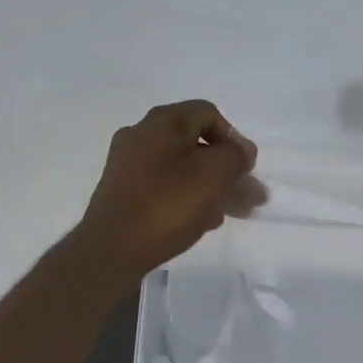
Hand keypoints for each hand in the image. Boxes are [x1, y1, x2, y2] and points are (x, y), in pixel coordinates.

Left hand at [73, 100, 259, 288]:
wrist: (112, 248)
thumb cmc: (167, 205)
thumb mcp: (214, 175)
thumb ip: (235, 156)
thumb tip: (241, 151)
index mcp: (162, 122)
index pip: (208, 114)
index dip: (234, 138)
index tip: (247, 168)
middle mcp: (141, 136)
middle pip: (196, 144)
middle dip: (228, 169)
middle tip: (250, 196)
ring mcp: (129, 166)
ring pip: (182, 169)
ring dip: (213, 187)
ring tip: (235, 213)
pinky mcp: (124, 194)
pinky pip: (165, 188)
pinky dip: (188, 198)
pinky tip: (205, 221)